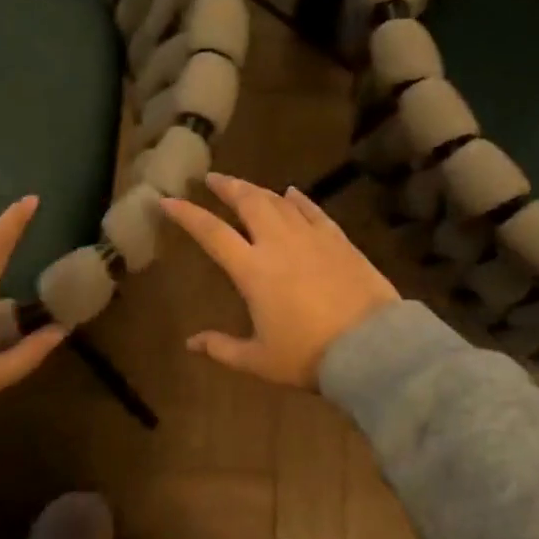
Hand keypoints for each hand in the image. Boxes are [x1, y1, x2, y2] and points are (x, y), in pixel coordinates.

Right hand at [161, 172, 398, 388]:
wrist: (371, 347)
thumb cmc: (307, 355)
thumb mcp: (258, 360)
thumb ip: (221, 348)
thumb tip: (191, 343)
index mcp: (252, 270)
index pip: (211, 233)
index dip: (186, 214)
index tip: (167, 199)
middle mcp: (278, 244)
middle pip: (248, 203)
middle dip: (227, 187)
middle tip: (212, 178)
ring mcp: (312, 239)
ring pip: (280, 202)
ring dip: (258, 190)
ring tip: (244, 185)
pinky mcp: (340, 242)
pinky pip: (314, 212)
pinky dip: (299, 200)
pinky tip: (293, 193)